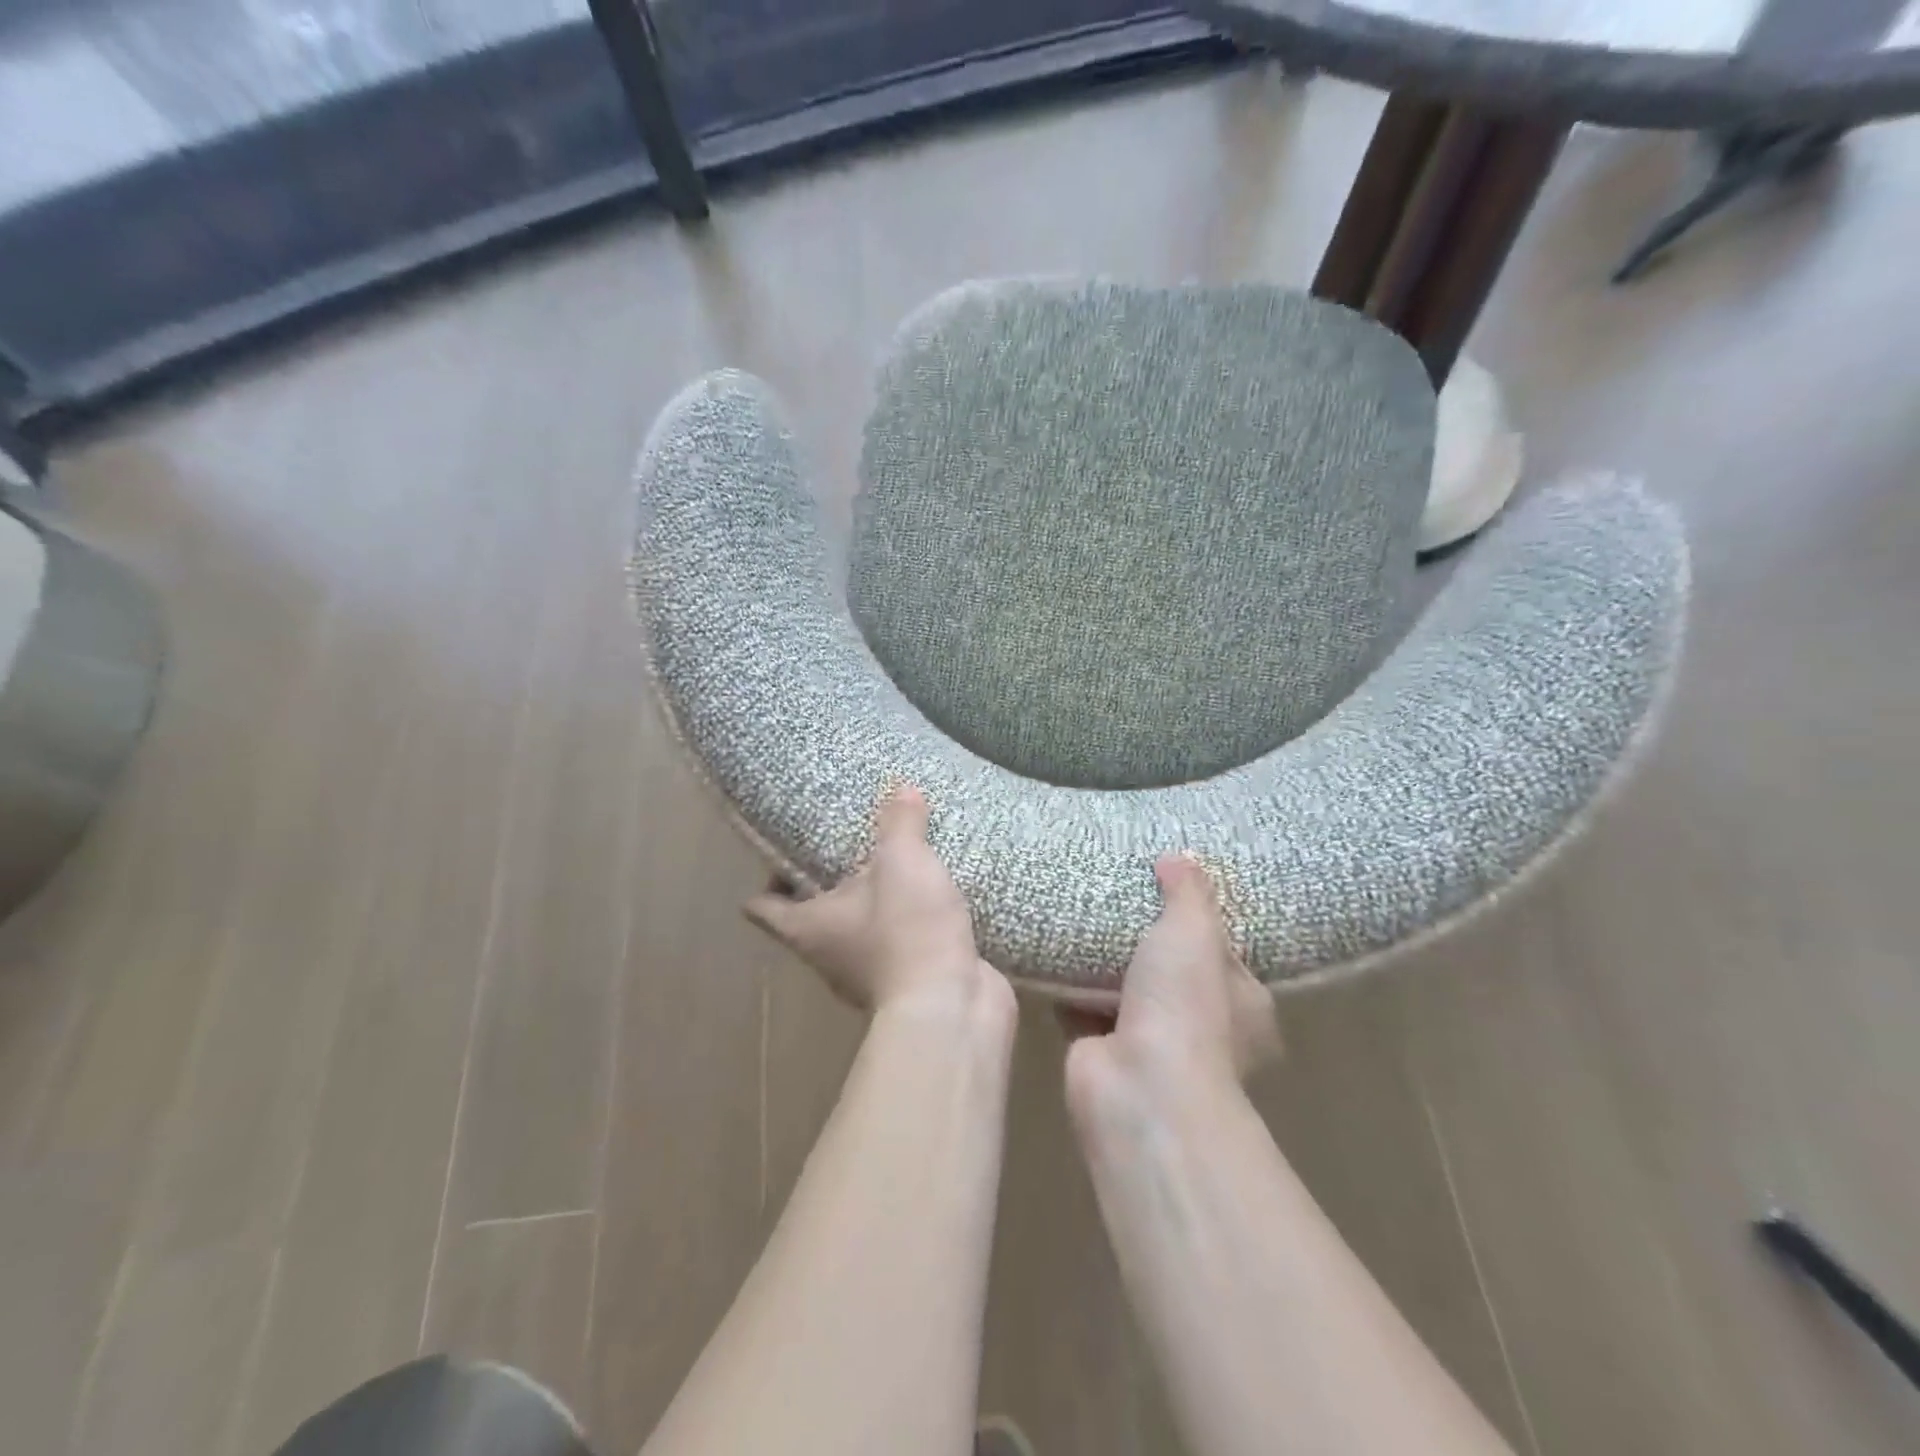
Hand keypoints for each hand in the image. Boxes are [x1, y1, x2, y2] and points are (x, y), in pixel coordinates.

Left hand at [745, 784, 1010, 1020]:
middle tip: (848, 841)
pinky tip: (930, 894)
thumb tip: (900, 788)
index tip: (784, 848)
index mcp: (809, 927)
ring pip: (859, 928)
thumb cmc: (907, 930)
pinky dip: (908, 920)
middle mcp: (829, 954)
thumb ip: (899, 823)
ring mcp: (868, 972)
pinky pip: (900, 940)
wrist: (952, 1005)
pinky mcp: (908, 979)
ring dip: (873, 900)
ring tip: (892, 861)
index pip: (764, 907)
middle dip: (828, 881)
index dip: (767, 879)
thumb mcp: (902, 862)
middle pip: (812, 915)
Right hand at [1064, 854, 1279, 1115]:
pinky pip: (1083, 1006)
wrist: (1140, 1087)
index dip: (1202, 923)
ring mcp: (1151, 1044)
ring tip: (1080, 911)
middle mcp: (1203, 1029)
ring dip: (1105, 963)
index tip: (1170, 889)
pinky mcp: (1102, 1051)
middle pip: (1172, 972)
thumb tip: (1180, 857)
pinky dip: (1069, 985)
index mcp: (1243, 1006)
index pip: (1225, 955)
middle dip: (1146, 942)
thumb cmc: (1186, 1006)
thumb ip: (1189, 893)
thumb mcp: (1195, 932)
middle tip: (1117, 895)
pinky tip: (1051, 948)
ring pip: (1126, 990)